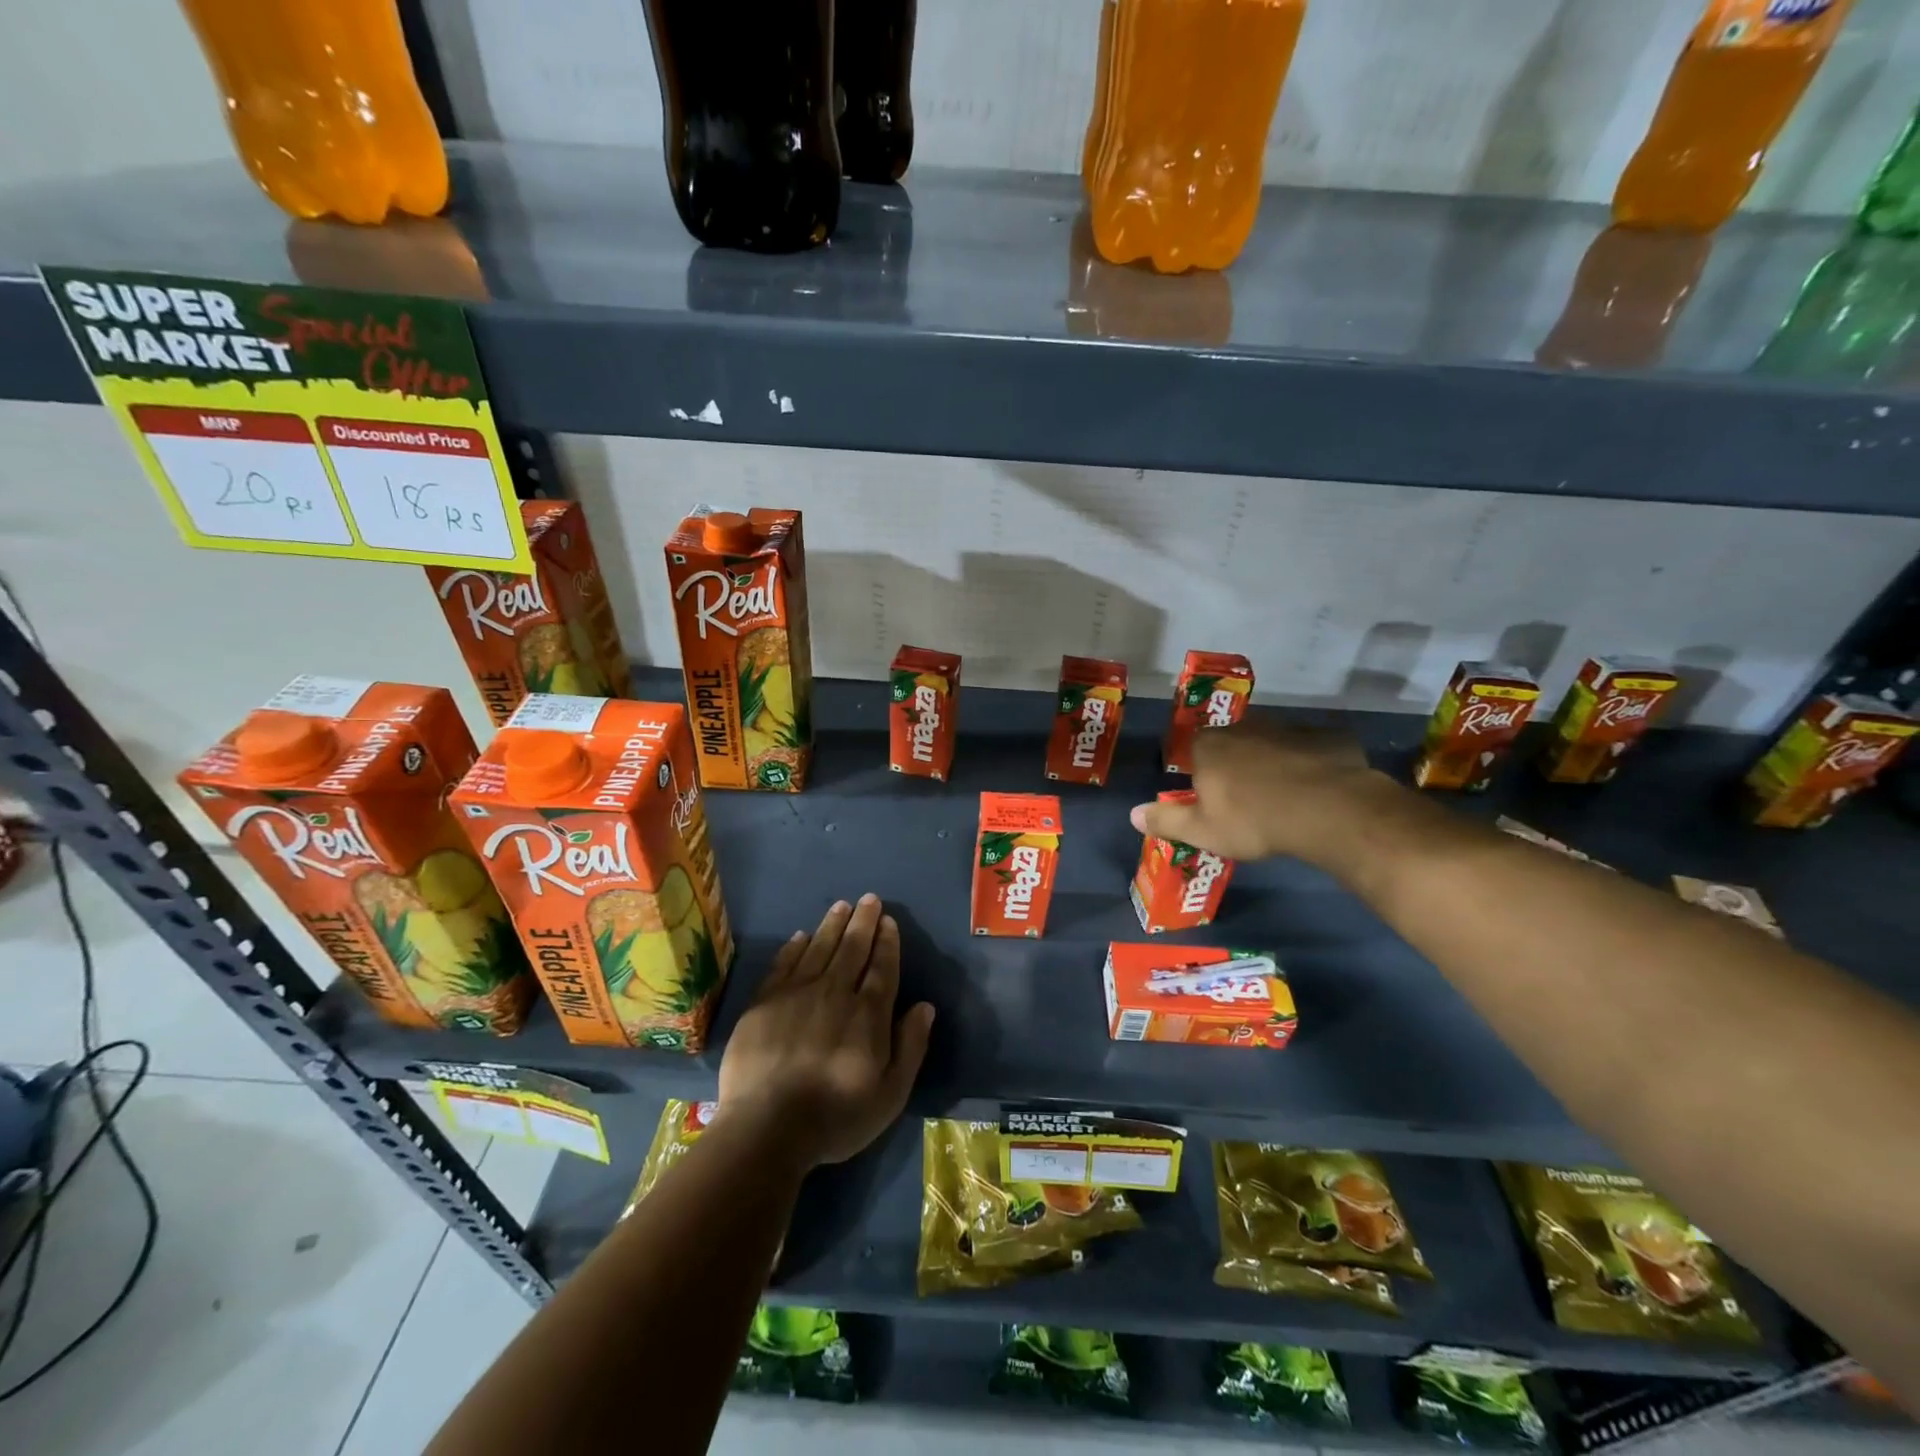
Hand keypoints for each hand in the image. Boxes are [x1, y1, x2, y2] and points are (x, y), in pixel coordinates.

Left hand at [716, 894, 934, 1170]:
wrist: (766, 1128)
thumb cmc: (835, 1117)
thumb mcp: (889, 1094)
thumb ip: (910, 1046)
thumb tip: (925, 1006)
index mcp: (868, 1014)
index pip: (882, 967)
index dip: (887, 942)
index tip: (888, 920)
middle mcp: (834, 993)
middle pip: (852, 949)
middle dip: (863, 922)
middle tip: (869, 899)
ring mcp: (796, 994)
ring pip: (818, 949)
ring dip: (832, 925)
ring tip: (841, 906)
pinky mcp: (764, 1003)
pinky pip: (783, 964)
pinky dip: (794, 947)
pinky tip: (801, 936)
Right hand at [1130, 719, 1403, 868]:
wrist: (1327, 809)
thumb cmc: (1253, 820)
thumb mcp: (1202, 830)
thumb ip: (1166, 820)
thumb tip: (1132, 814)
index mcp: (1209, 746)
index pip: (1194, 749)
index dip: (1200, 770)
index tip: (1209, 794)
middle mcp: (1243, 727)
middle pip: (1232, 742)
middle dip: (1235, 764)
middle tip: (1245, 797)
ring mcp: (1287, 728)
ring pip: (1271, 743)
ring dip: (1272, 762)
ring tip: (1283, 795)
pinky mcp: (1325, 737)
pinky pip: (1309, 749)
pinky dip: (1309, 764)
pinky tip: (1316, 789)